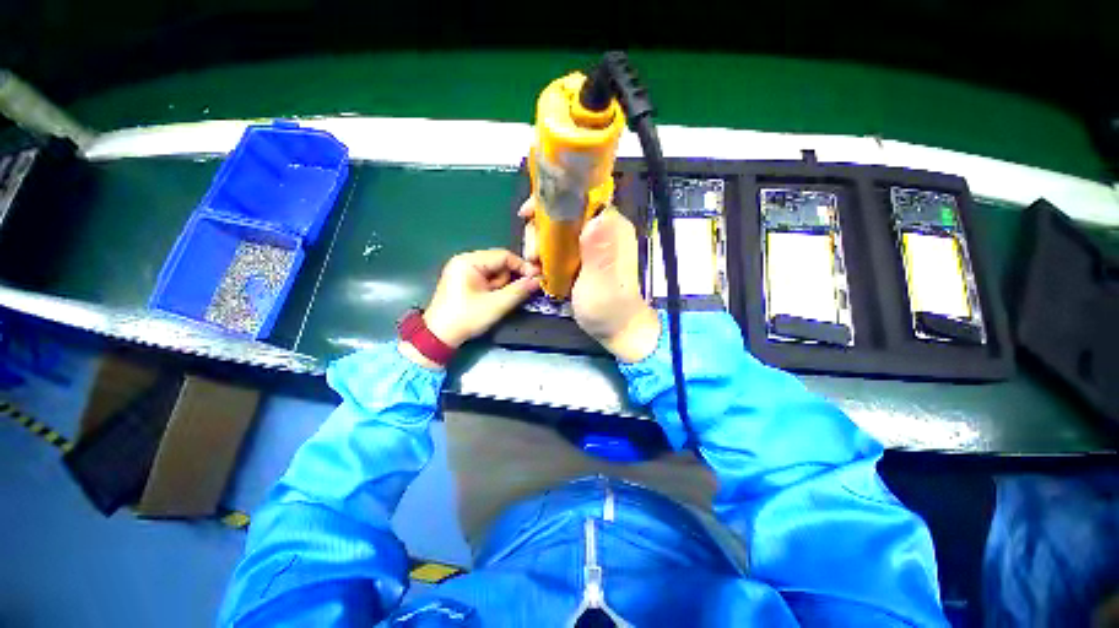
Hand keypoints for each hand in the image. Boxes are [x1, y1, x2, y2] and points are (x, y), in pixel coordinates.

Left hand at [421, 249, 540, 351]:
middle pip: (499, 263)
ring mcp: (463, 269)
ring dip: (500, 285)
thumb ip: (519, 290)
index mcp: (469, 261)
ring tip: (494, 301)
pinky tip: (490, 299)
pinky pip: (486, 278)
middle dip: (508, 279)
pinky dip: (493, 288)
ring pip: (494, 271)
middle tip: (510, 295)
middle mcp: (465, 260)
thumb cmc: (467, 317)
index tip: (536, 278)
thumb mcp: (496, 305)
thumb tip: (538, 280)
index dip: (522, 266)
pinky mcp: (463, 279)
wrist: (439, 336)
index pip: (503, 255)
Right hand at [520, 201, 659, 361]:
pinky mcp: (584, 255)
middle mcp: (602, 229)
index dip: (551, 199)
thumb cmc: (609, 308)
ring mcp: (593, 242)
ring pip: (558, 228)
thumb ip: (599, 251)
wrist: (617, 329)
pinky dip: (546, 252)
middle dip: (541, 228)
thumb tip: (596, 216)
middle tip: (533, 255)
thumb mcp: (601, 282)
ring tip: (535, 266)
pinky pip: (560, 244)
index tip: (527, 214)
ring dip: (540, 243)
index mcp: (611, 227)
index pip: (579, 195)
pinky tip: (540, 268)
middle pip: (563, 211)